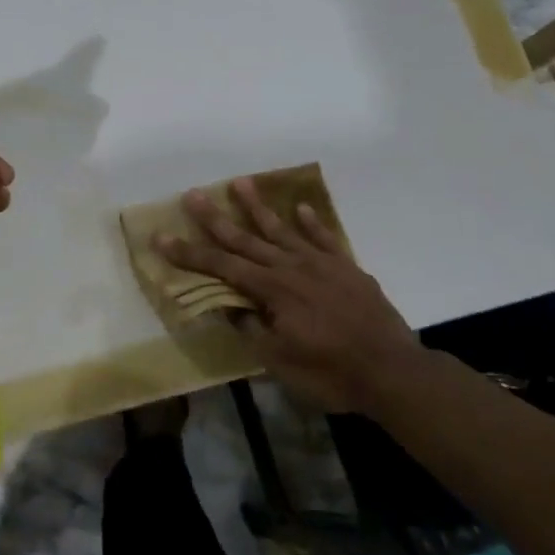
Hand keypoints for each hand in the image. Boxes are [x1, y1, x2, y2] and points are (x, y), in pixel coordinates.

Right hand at [155, 177, 417, 411]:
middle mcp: (292, 267)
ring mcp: (322, 263)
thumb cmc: (330, 372)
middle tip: (194, 194)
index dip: (190, 253)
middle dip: (216, 218)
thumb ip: (252, 328)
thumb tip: (227, 305)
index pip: (222, 267)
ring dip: (259, 207)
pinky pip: (325, 237)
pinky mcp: (347, 267)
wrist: (392, 370)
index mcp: (273, 290)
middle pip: (247, 239)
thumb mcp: (280, 361)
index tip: (162, 237)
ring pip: (283, 229)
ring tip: (241, 182)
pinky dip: (312, 222)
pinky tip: (301, 208)